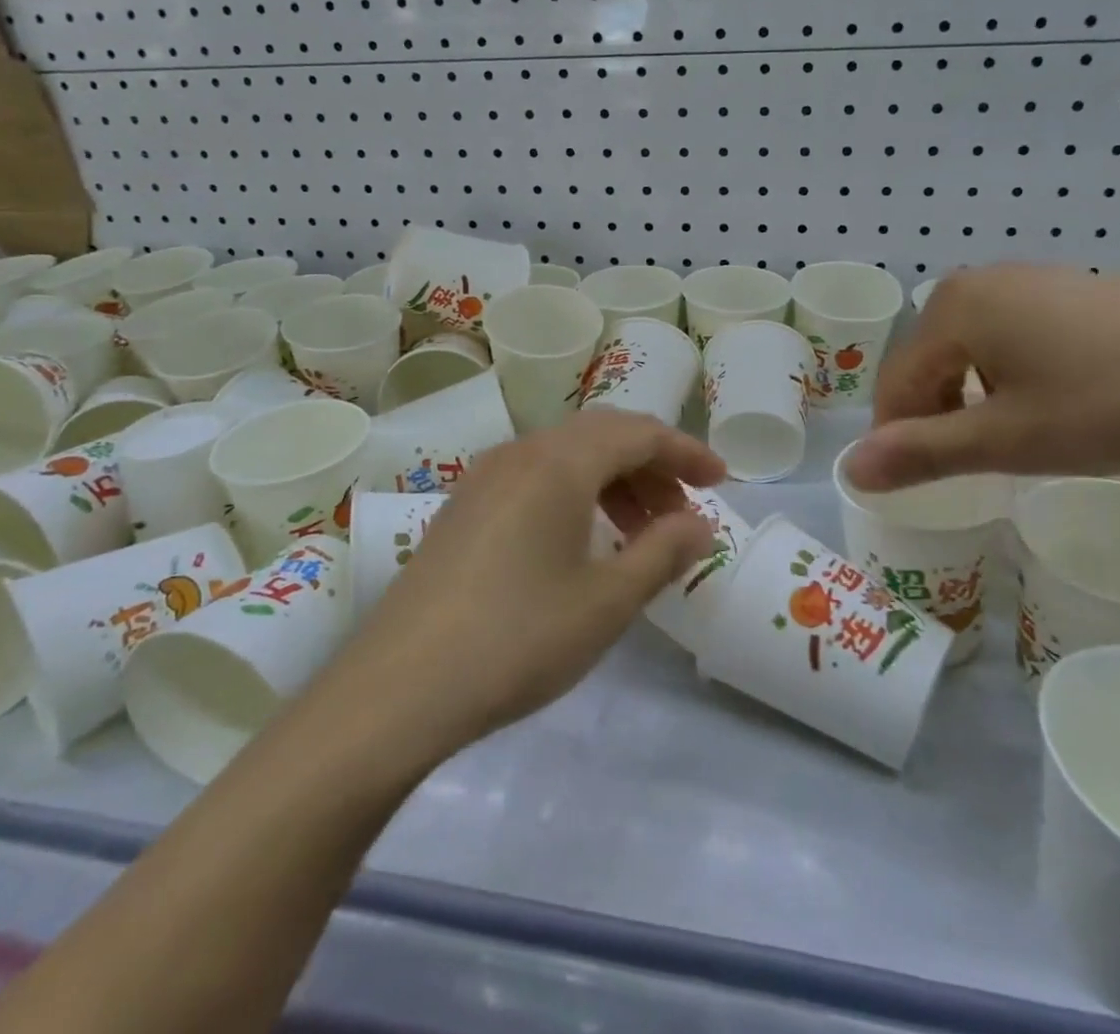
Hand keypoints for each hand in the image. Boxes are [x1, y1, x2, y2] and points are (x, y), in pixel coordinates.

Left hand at [342, 409, 724, 753]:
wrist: (399, 686)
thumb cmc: (518, 639)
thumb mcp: (606, 601)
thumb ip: (662, 552)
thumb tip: (700, 525)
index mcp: (559, 462)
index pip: (638, 433)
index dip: (686, 452)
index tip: (720, 481)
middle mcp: (521, 453)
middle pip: (602, 436)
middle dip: (652, 465)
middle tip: (685, 512)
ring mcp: (485, 477)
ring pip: (567, 456)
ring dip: (613, 481)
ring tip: (642, 532)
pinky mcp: (464, 506)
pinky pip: (535, 477)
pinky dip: (575, 493)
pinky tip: (584, 540)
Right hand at [848, 264, 1119, 490]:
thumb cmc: (1117, 401)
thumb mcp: (1010, 439)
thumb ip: (922, 454)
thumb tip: (849, 470)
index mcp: (952, 308)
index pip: (896, 384)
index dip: (902, 440)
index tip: (931, 487)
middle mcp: (979, 283)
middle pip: (929, 365)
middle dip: (939, 420)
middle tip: (980, 471)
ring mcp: (1029, 283)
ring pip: (970, 355)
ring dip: (976, 404)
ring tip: (1020, 445)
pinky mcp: (1071, 293)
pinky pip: (1012, 341)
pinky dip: (1014, 382)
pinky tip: (1059, 408)